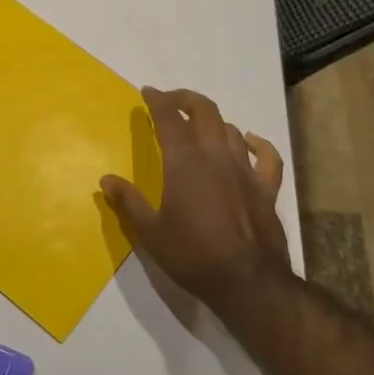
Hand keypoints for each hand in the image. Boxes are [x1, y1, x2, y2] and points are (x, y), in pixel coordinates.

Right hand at [100, 86, 291, 320]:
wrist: (247, 282)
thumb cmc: (192, 255)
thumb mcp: (150, 232)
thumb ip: (128, 202)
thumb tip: (106, 180)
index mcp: (184, 162)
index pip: (169, 118)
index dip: (157, 101)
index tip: (147, 92)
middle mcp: (216, 156)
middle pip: (204, 111)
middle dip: (185, 99)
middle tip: (171, 101)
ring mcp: (245, 170)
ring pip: (230, 129)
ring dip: (213, 121)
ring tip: (200, 126)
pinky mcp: (266, 188)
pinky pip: (267, 156)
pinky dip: (258, 143)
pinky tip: (251, 141)